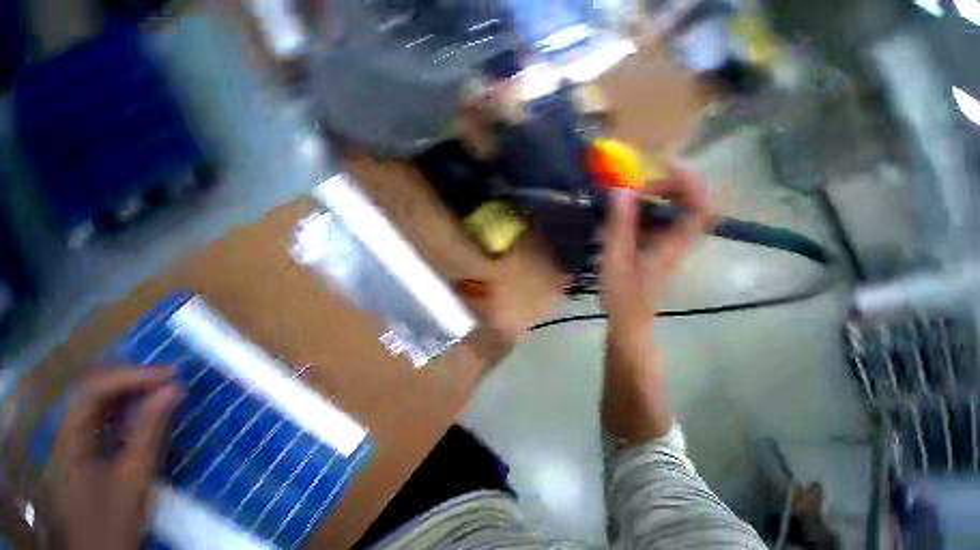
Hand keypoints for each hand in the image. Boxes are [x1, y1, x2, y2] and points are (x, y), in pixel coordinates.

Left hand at [49, 369, 181, 549]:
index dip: (130, 377)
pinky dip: (130, 411)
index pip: (93, 392)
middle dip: (132, 381)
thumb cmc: (115, 520)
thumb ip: (150, 432)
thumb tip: (174, 389)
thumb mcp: (135, 478)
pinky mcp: (87, 455)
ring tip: (166, 388)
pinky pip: (106, 422)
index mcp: (69, 442)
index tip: (170, 375)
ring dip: (132, 393)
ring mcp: (75, 446)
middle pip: (94, 395)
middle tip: (171, 377)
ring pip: (100, 406)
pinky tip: (150, 411)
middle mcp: (67, 437)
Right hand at [600, 169, 711, 341]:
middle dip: (667, 186)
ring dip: (655, 198)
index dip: (690, 181)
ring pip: (675, 212)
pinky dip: (645, 212)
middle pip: (691, 203)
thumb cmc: (621, 296)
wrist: (629, 321)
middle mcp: (679, 242)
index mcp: (673, 245)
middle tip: (637, 186)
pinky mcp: (660, 250)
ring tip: (626, 197)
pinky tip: (624, 217)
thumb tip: (622, 191)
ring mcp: (671, 246)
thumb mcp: (615, 260)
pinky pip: (660, 222)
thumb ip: (619, 226)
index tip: (665, 165)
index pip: (700, 206)